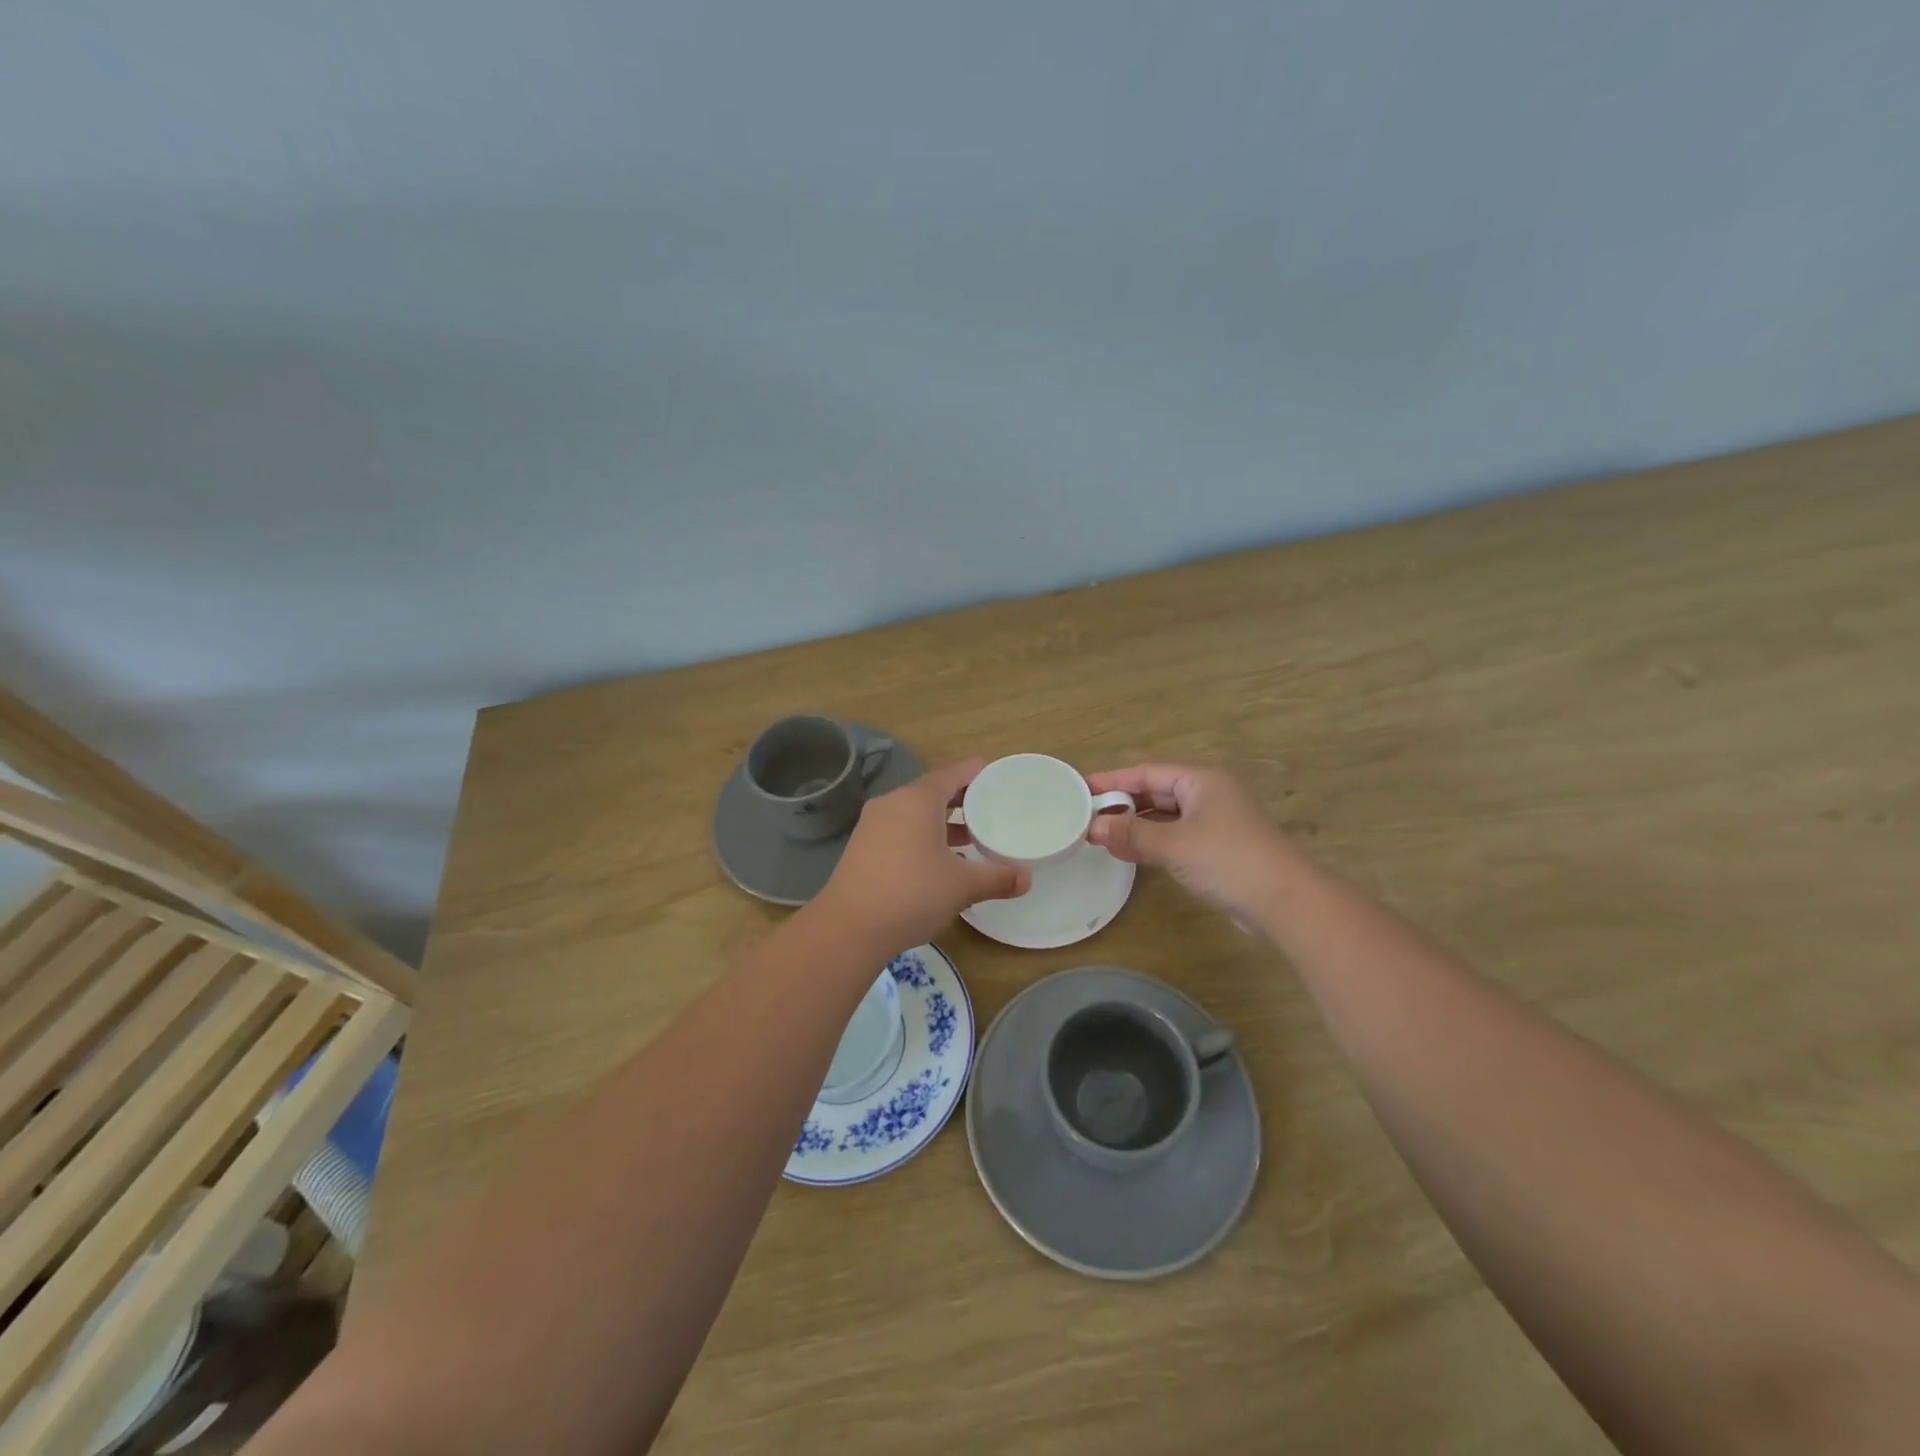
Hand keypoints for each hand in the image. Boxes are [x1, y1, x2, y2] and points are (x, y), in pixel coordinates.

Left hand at [815, 759, 1029, 951]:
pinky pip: (900, 830)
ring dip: (942, 821)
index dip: (976, 773)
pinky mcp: (863, 847)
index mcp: (918, 799)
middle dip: (962, 800)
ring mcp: (873, 825)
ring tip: (971, 837)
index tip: (997, 777)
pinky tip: (939, 861)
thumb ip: (996, 878)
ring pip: (915, 813)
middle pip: (933, 791)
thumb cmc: (912, 893)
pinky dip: (922, 836)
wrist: (849, 927)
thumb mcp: (962, 886)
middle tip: (991, 809)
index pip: (952, 773)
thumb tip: (1026, 879)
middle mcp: (893, 803)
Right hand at [1086, 764, 1296, 924]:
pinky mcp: (1217, 849)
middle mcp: (1208, 795)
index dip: (1112, 780)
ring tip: (1100, 836)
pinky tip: (1128, 853)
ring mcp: (1215, 823)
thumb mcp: (1173, 844)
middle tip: (1085, 815)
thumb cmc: (1227, 859)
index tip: (1081, 788)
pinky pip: (1175, 837)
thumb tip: (1093, 828)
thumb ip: (1131, 833)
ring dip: (1135, 825)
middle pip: (1155, 792)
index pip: (1146, 772)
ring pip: (1164, 817)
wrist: (1284, 902)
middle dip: (1122, 804)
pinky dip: (1151, 843)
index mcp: (1200, 780)